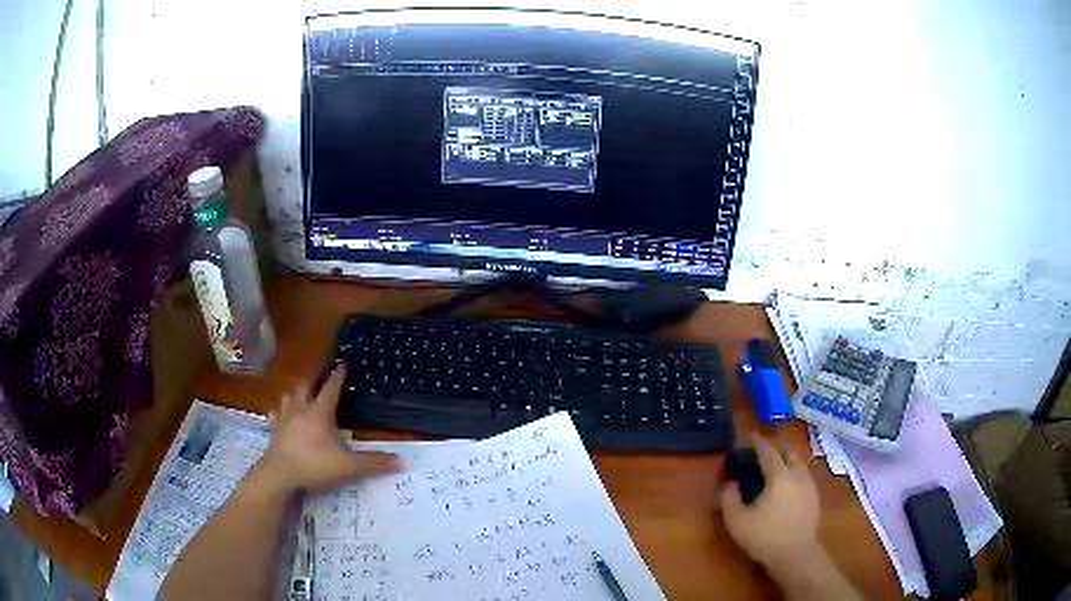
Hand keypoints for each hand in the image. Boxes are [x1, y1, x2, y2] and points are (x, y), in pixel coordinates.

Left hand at [259, 365, 399, 492]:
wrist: (280, 475)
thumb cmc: (315, 465)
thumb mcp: (349, 467)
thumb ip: (373, 463)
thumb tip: (401, 461)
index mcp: (320, 413)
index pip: (331, 389)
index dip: (338, 376)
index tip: (342, 364)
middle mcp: (300, 410)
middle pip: (306, 386)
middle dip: (314, 379)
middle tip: (320, 374)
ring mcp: (284, 420)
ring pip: (288, 397)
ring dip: (295, 392)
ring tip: (299, 391)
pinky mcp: (274, 432)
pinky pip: (275, 415)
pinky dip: (279, 411)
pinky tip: (279, 414)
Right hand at [721, 434, 820, 572]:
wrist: (796, 554)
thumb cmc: (764, 537)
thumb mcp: (736, 521)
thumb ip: (729, 498)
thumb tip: (731, 483)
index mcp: (779, 475)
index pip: (768, 451)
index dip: (758, 442)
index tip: (750, 436)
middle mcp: (797, 474)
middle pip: (789, 451)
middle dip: (776, 446)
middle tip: (763, 449)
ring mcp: (809, 484)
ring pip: (799, 462)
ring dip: (787, 458)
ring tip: (776, 465)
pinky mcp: (815, 496)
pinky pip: (804, 474)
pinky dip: (794, 471)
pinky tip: (787, 483)